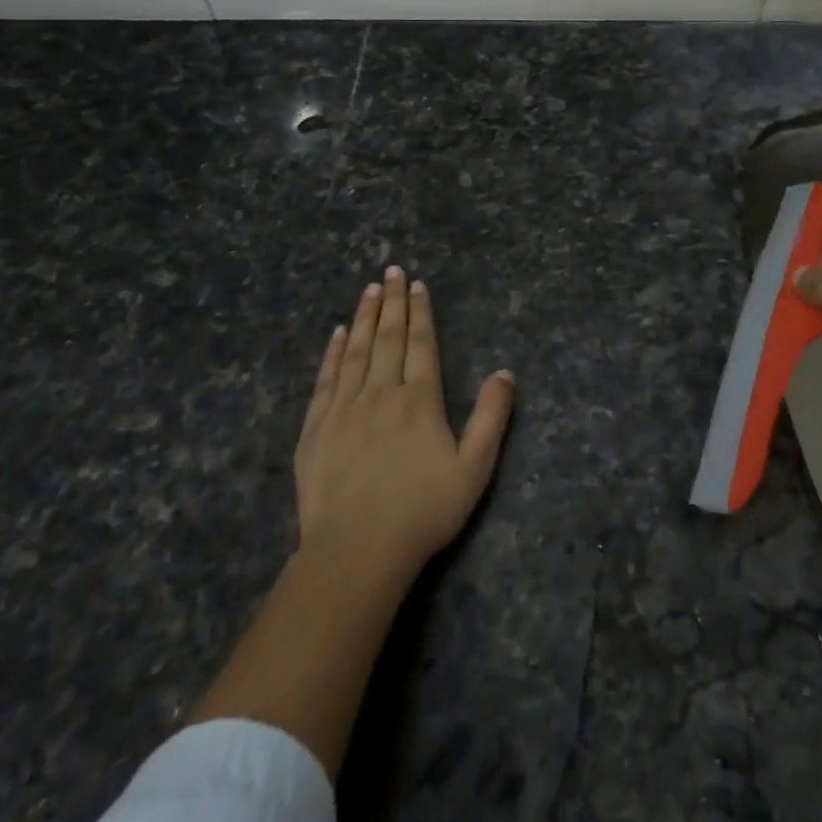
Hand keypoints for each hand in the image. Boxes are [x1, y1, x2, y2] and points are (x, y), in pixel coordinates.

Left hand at [296, 267, 514, 582]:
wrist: (356, 551)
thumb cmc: (422, 511)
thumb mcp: (474, 469)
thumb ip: (492, 418)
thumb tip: (505, 373)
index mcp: (420, 400)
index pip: (421, 344)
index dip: (421, 312)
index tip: (417, 285)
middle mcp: (382, 392)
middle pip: (388, 337)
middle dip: (392, 302)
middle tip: (392, 270)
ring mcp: (345, 408)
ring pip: (356, 350)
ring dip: (364, 317)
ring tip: (369, 289)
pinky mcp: (316, 427)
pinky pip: (326, 378)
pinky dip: (332, 353)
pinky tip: (337, 334)